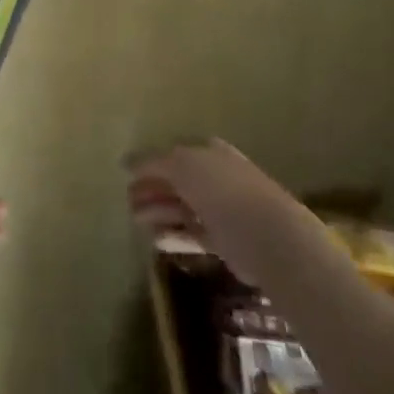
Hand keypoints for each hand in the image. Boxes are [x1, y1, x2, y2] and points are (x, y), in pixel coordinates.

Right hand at [127, 139, 296, 283]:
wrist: (268, 237)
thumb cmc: (222, 190)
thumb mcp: (180, 164)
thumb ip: (151, 162)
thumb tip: (126, 162)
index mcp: (210, 152)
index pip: (174, 153)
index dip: (151, 164)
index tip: (129, 177)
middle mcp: (216, 177)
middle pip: (176, 182)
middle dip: (151, 190)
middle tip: (128, 202)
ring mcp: (221, 210)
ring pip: (182, 209)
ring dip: (158, 213)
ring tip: (137, 222)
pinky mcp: (224, 242)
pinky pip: (192, 235)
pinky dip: (174, 236)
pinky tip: (156, 241)